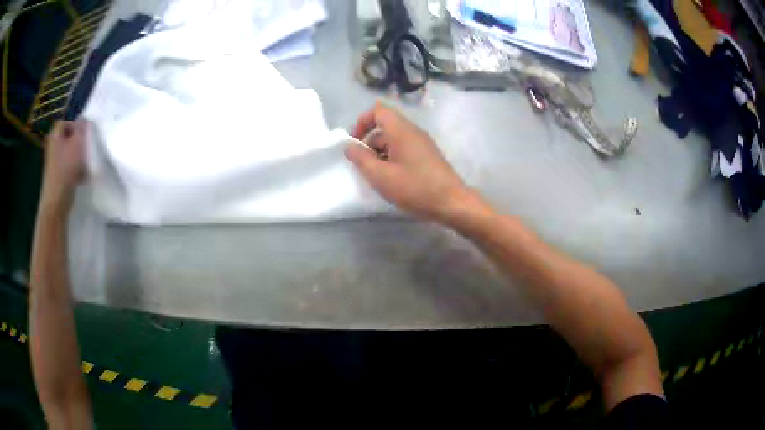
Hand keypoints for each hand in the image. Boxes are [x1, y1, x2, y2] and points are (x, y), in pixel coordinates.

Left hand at [41, 121, 86, 208]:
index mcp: (54, 136)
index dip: (75, 125)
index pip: (65, 123)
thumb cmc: (66, 168)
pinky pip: (67, 168)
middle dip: (78, 143)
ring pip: (68, 154)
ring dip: (78, 158)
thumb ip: (82, 128)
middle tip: (85, 149)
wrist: (56, 201)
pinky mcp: (56, 177)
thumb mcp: (78, 143)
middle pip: (67, 139)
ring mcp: (53, 163)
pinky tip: (81, 178)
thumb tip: (84, 119)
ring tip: (85, 165)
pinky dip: (74, 170)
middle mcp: (52, 147)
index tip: (84, 134)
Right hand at [345, 102, 479, 223]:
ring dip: (380, 153)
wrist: (452, 203)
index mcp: (401, 130)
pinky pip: (404, 149)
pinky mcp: (427, 155)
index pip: (378, 110)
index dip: (362, 121)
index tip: (355, 142)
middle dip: (369, 143)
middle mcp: (413, 131)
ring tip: (377, 177)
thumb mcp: (381, 176)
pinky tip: (392, 180)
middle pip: (385, 126)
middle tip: (363, 166)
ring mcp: (422, 143)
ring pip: (394, 139)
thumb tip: (349, 146)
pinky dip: (392, 159)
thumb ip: (361, 159)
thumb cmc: (415, 188)